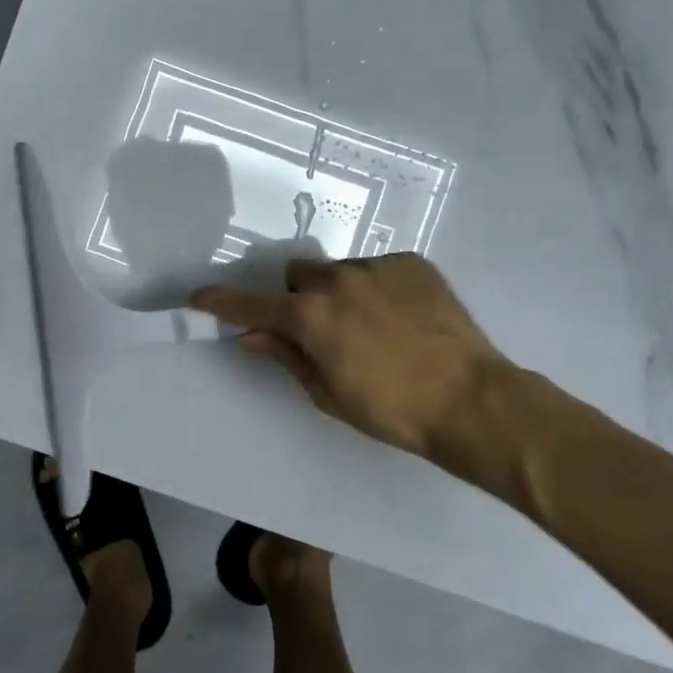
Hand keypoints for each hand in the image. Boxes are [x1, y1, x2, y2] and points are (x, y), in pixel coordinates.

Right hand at [191, 253, 511, 463]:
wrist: (472, 400)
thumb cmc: (392, 410)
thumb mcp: (329, 393)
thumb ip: (286, 356)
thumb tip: (250, 336)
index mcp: (311, 317)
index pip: (252, 305)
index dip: (222, 302)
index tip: (200, 298)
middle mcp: (337, 281)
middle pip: (297, 276)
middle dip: (299, 298)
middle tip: (322, 330)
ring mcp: (377, 267)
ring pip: (339, 272)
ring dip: (341, 294)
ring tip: (375, 328)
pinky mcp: (411, 263)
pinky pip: (377, 269)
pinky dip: (377, 289)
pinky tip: (403, 318)